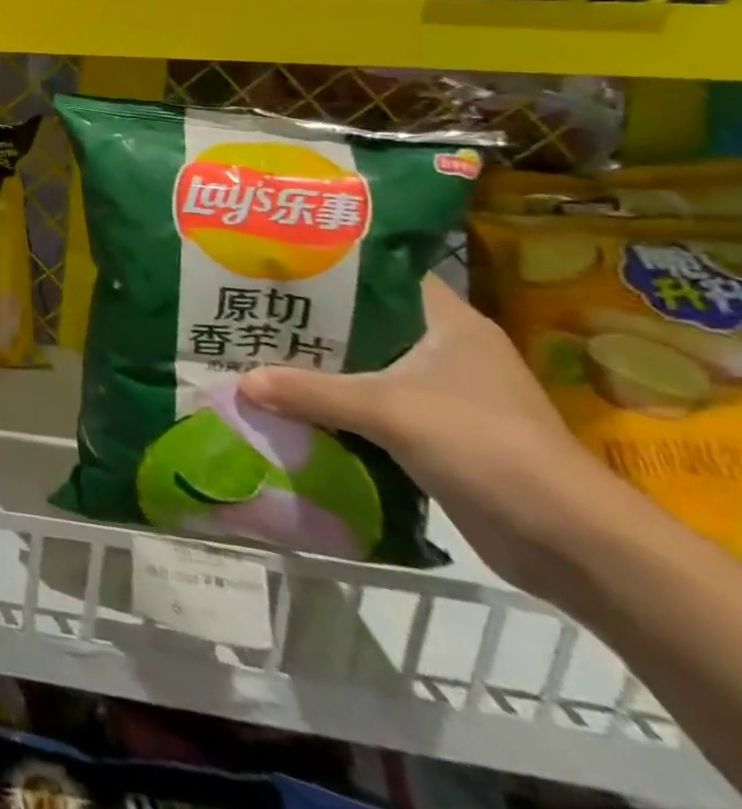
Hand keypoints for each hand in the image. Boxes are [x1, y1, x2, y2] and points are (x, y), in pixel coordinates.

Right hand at [238, 275, 617, 597]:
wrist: (568, 542)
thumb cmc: (483, 445)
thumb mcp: (386, 410)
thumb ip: (310, 392)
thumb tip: (241, 382)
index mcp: (448, 321)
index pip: (380, 275)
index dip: (329, 267)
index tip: (274, 265)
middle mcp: (446, 349)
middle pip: (363, 323)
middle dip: (310, 323)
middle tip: (251, 311)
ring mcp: (445, 394)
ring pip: (364, 367)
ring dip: (320, 369)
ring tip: (257, 354)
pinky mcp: (437, 434)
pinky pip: (371, 407)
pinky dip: (336, 407)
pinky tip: (291, 403)